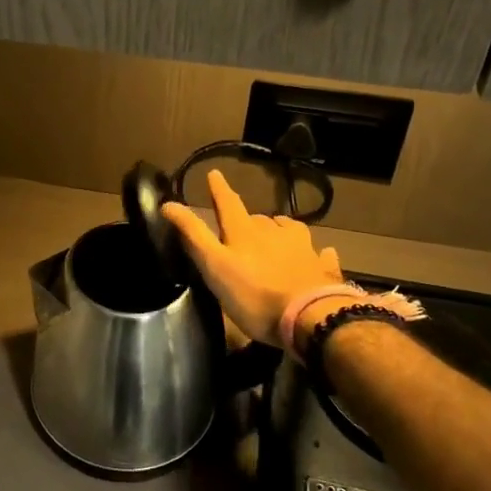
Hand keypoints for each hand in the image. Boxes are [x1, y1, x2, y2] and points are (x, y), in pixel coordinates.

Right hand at [161, 169, 342, 347]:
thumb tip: (168, 204)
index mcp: (245, 232)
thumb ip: (194, 235)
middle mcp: (275, 233)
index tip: (214, 173)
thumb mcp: (215, 266)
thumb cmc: (255, 296)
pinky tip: (321, 253)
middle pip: (258, 219)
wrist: (311, 318)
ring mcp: (302, 249)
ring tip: (276, 232)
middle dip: (248, 218)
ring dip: (280, 228)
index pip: (228, 204)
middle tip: (241, 225)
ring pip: (289, 229)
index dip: (219, 189)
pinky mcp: (322, 268)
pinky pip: (320, 253)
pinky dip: (316, 251)